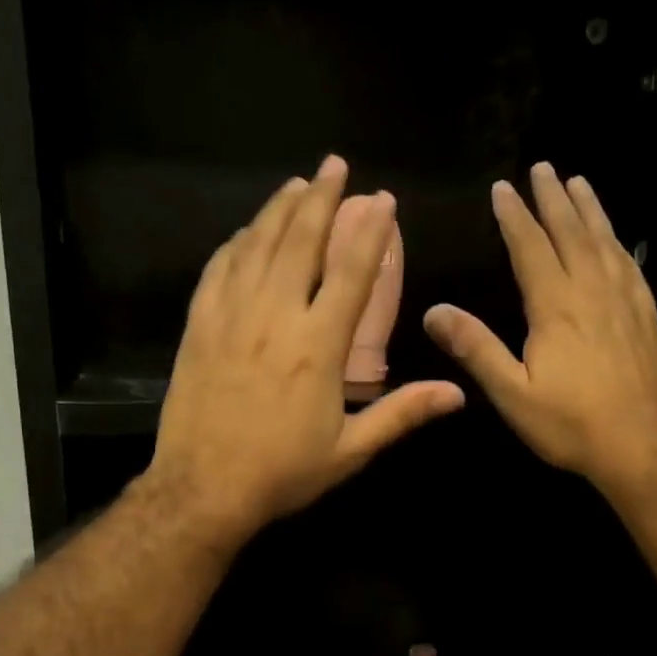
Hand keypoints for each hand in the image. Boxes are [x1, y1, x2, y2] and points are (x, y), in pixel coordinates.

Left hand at [147, 155, 465, 544]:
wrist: (203, 490)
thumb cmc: (282, 473)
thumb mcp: (350, 450)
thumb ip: (402, 414)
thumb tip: (457, 394)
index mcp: (317, 346)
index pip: (350, 273)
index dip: (370, 232)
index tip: (383, 200)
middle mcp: (274, 317)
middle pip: (299, 241)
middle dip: (320, 198)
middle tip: (334, 165)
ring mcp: (230, 317)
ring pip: (256, 246)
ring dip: (278, 210)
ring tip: (296, 185)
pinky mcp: (199, 327)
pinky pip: (218, 270)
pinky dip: (236, 244)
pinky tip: (245, 233)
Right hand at [423, 162, 656, 498]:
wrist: (642, 446)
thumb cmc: (570, 423)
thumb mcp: (512, 393)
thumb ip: (475, 349)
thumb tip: (434, 311)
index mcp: (555, 307)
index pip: (531, 248)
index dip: (515, 216)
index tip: (503, 188)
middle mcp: (592, 292)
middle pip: (571, 233)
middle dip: (553, 199)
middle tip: (543, 168)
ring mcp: (625, 302)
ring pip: (605, 242)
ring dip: (589, 209)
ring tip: (578, 183)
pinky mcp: (647, 317)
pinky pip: (630, 265)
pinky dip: (618, 242)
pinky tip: (616, 239)